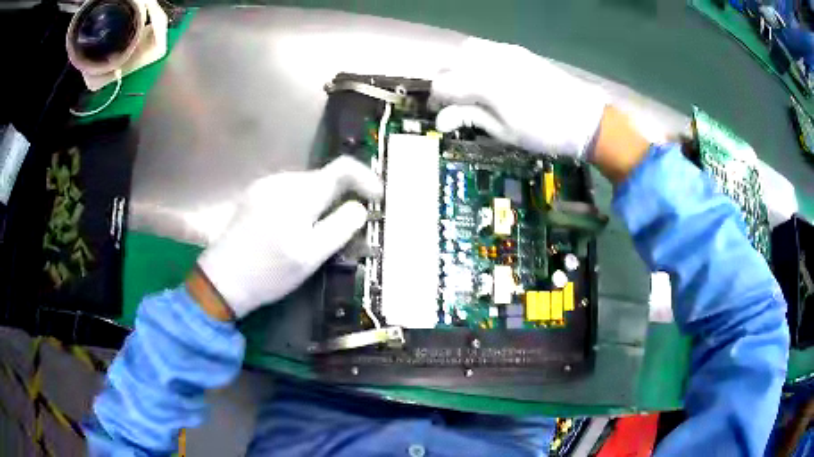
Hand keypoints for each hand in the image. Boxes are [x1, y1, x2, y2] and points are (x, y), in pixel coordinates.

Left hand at [196, 156, 381, 318]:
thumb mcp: (311, 256)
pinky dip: (302, 205)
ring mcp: (265, 186)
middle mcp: (282, 180)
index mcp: (299, 192)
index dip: (366, 179)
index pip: (343, 168)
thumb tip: (359, 206)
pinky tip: (294, 229)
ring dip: (321, 202)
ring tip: (320, 233)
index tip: (377, 200)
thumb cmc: (269, 272)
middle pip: (324, 177)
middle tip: (348, 227)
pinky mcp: (254, 196)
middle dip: (342, 197)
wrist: (222, 280)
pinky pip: (289, 192)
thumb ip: (340, 227)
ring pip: (306, 186)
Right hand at [432, 37, 607, 158]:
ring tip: (469, 88)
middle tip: (453, 103)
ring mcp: (505, 51)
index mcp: (484, 83)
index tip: (440, 114)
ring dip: (459, 67)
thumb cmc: (543, 132)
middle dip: (445, 82)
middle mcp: (490, 59)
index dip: (436, 100)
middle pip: (449, 62)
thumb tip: (441, 120)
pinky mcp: (518, 51)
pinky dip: (477, 60)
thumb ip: (470, 118)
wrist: (584, 118)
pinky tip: (487, 77)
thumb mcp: (504, 131)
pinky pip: (486, 48)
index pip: (443, 84)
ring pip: (466, 50)